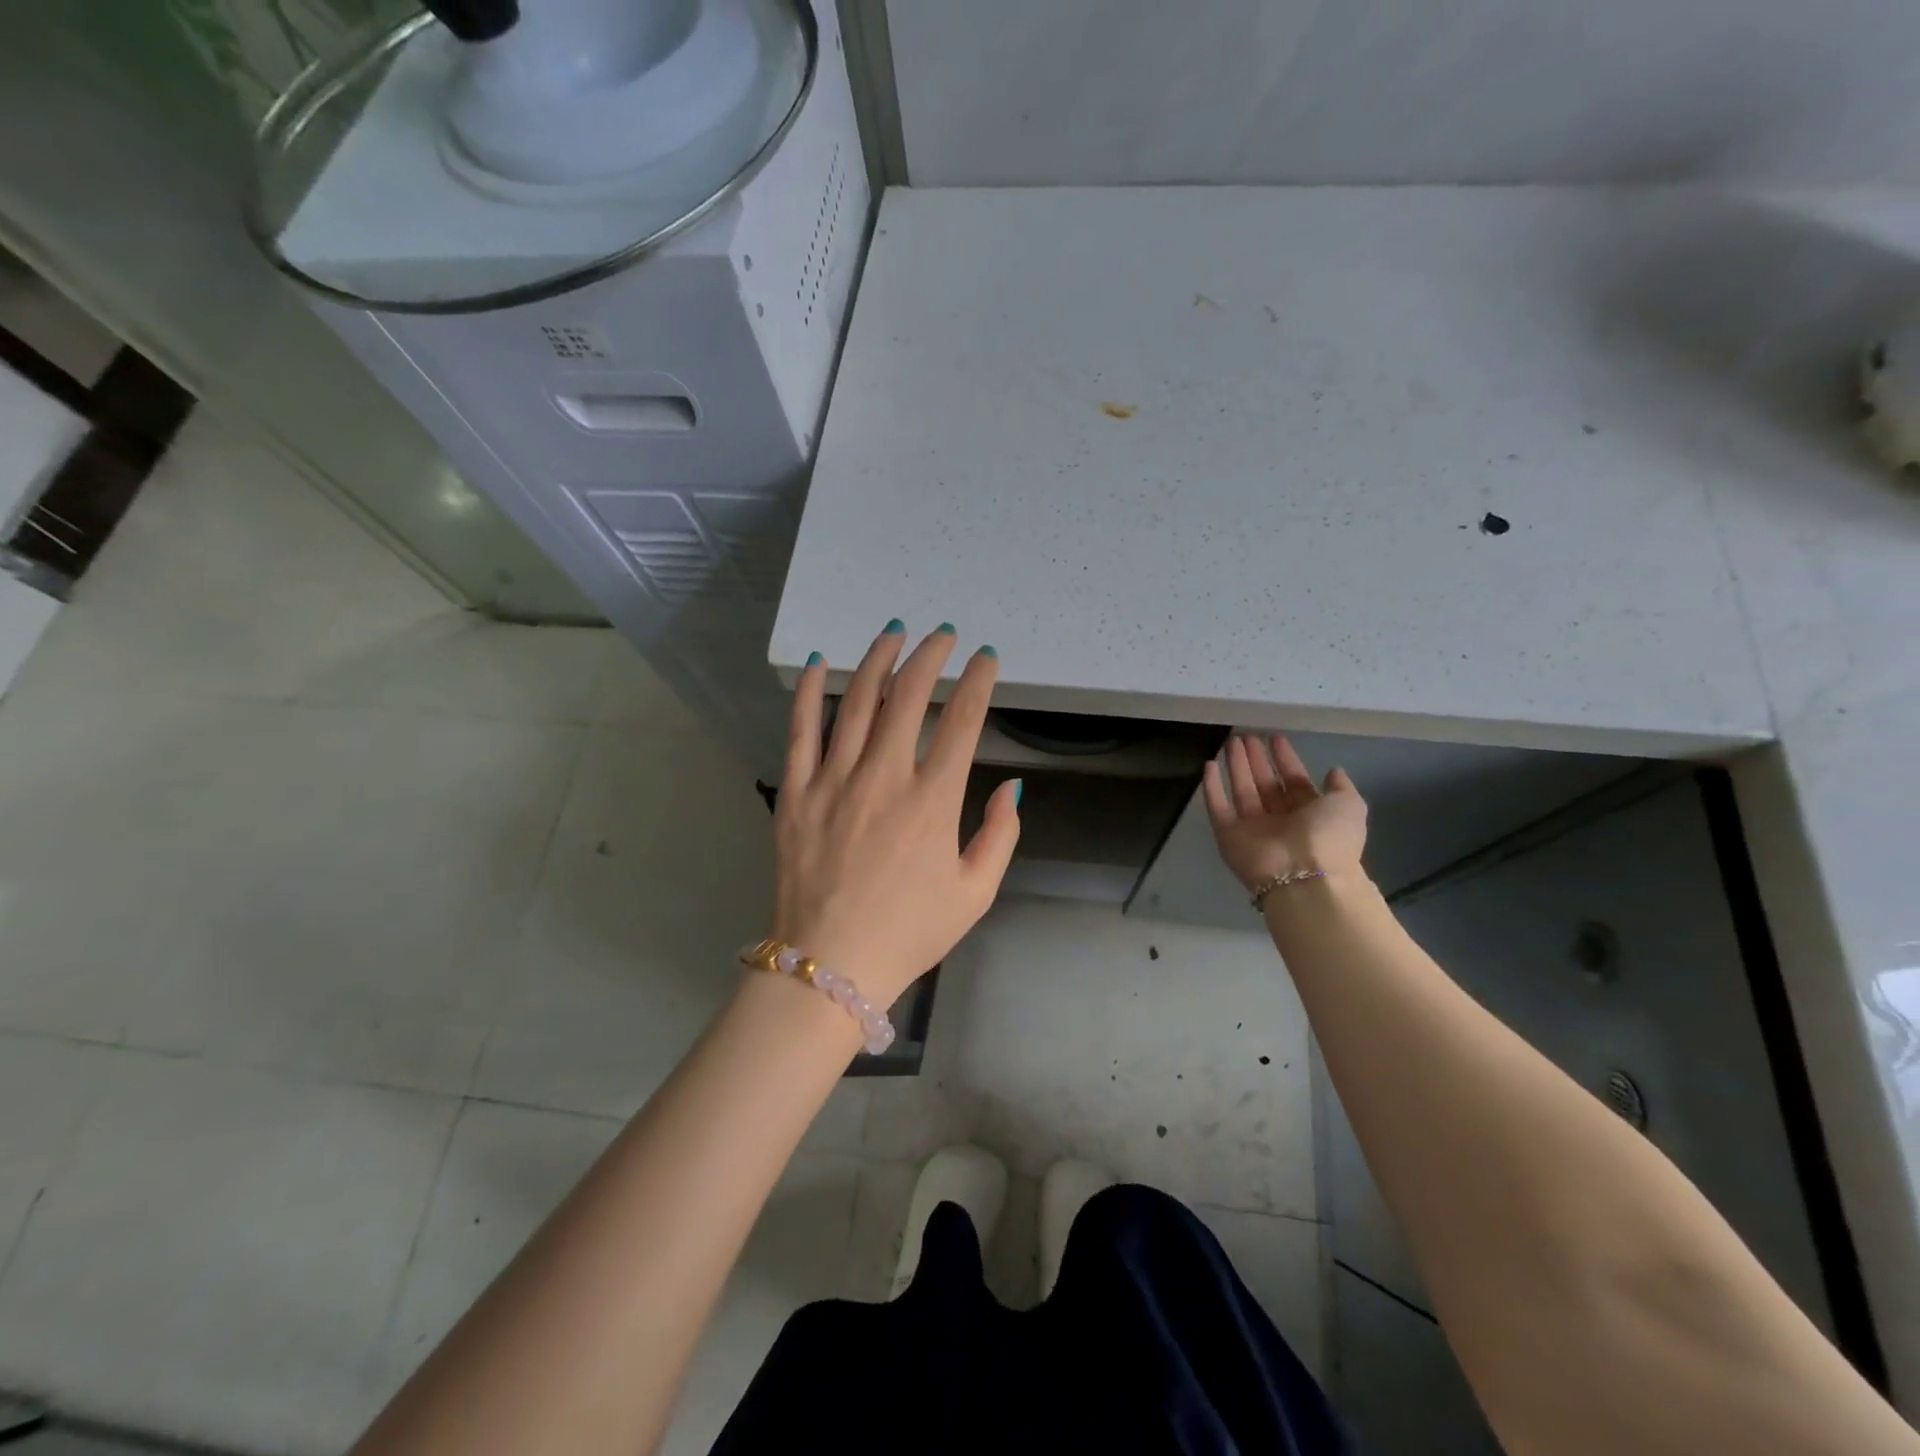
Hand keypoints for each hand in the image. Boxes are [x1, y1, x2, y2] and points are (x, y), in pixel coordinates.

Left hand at [771, 623, 1020, 1006]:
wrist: (829, 966)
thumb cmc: (909, 932)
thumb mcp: (976, 893)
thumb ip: (1001, 836)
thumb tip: (1012, 787)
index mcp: (932, 802)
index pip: (961, 722)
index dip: (978, 682)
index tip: (986, 658)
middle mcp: (883, 778)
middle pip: (908, 697)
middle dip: (929, 657)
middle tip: (942, 635)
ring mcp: (833, 781)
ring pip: (855, 702)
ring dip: (877, 661)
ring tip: (893, 633)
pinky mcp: (796, 793)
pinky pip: (800, 731)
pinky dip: (809, 692)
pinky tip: (820, 663)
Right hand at [1203, 734, 1368, 892]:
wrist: (1303, 875)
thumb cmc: (1329, 837)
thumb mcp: (1349, 805)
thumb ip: (1340, 786)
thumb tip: (1333, 771)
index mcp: (1309, 813)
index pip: (1293, 780)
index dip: (1284, 758)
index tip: (1274, 738)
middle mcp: (1280, 819)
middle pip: (1265, 783)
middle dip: (1256, 759)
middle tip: (1246, 735)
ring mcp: (1252, 827)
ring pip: (1241, 789)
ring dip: (1236, 766)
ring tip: (1230, 741)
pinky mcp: (1228, 834)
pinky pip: (1217, 807)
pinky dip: (1212, 787)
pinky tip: (1208, 764)